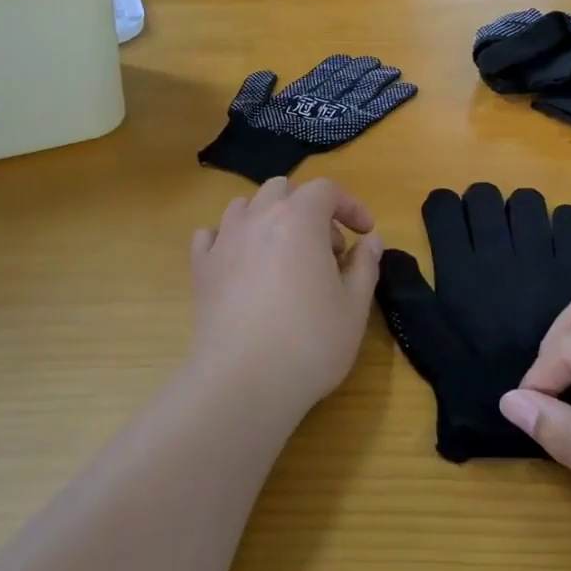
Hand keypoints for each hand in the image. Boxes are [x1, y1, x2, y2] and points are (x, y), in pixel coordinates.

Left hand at [190, 178, 382, 416]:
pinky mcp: (200, 268)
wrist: (242, 381)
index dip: (350, 205)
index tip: (364, 232)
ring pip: (245, 206)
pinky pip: (211, 236)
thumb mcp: (354, 306)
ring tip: (284, 254)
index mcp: (299, 219)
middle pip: (283, 190)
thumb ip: (365, 265)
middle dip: (309, 209)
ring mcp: (224, 241)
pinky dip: (229, 239)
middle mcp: (258, 218)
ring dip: (269, 218)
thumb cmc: (309, 341)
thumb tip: (370, 241)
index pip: (326, 190)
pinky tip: (241, 263)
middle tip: (326, 249)